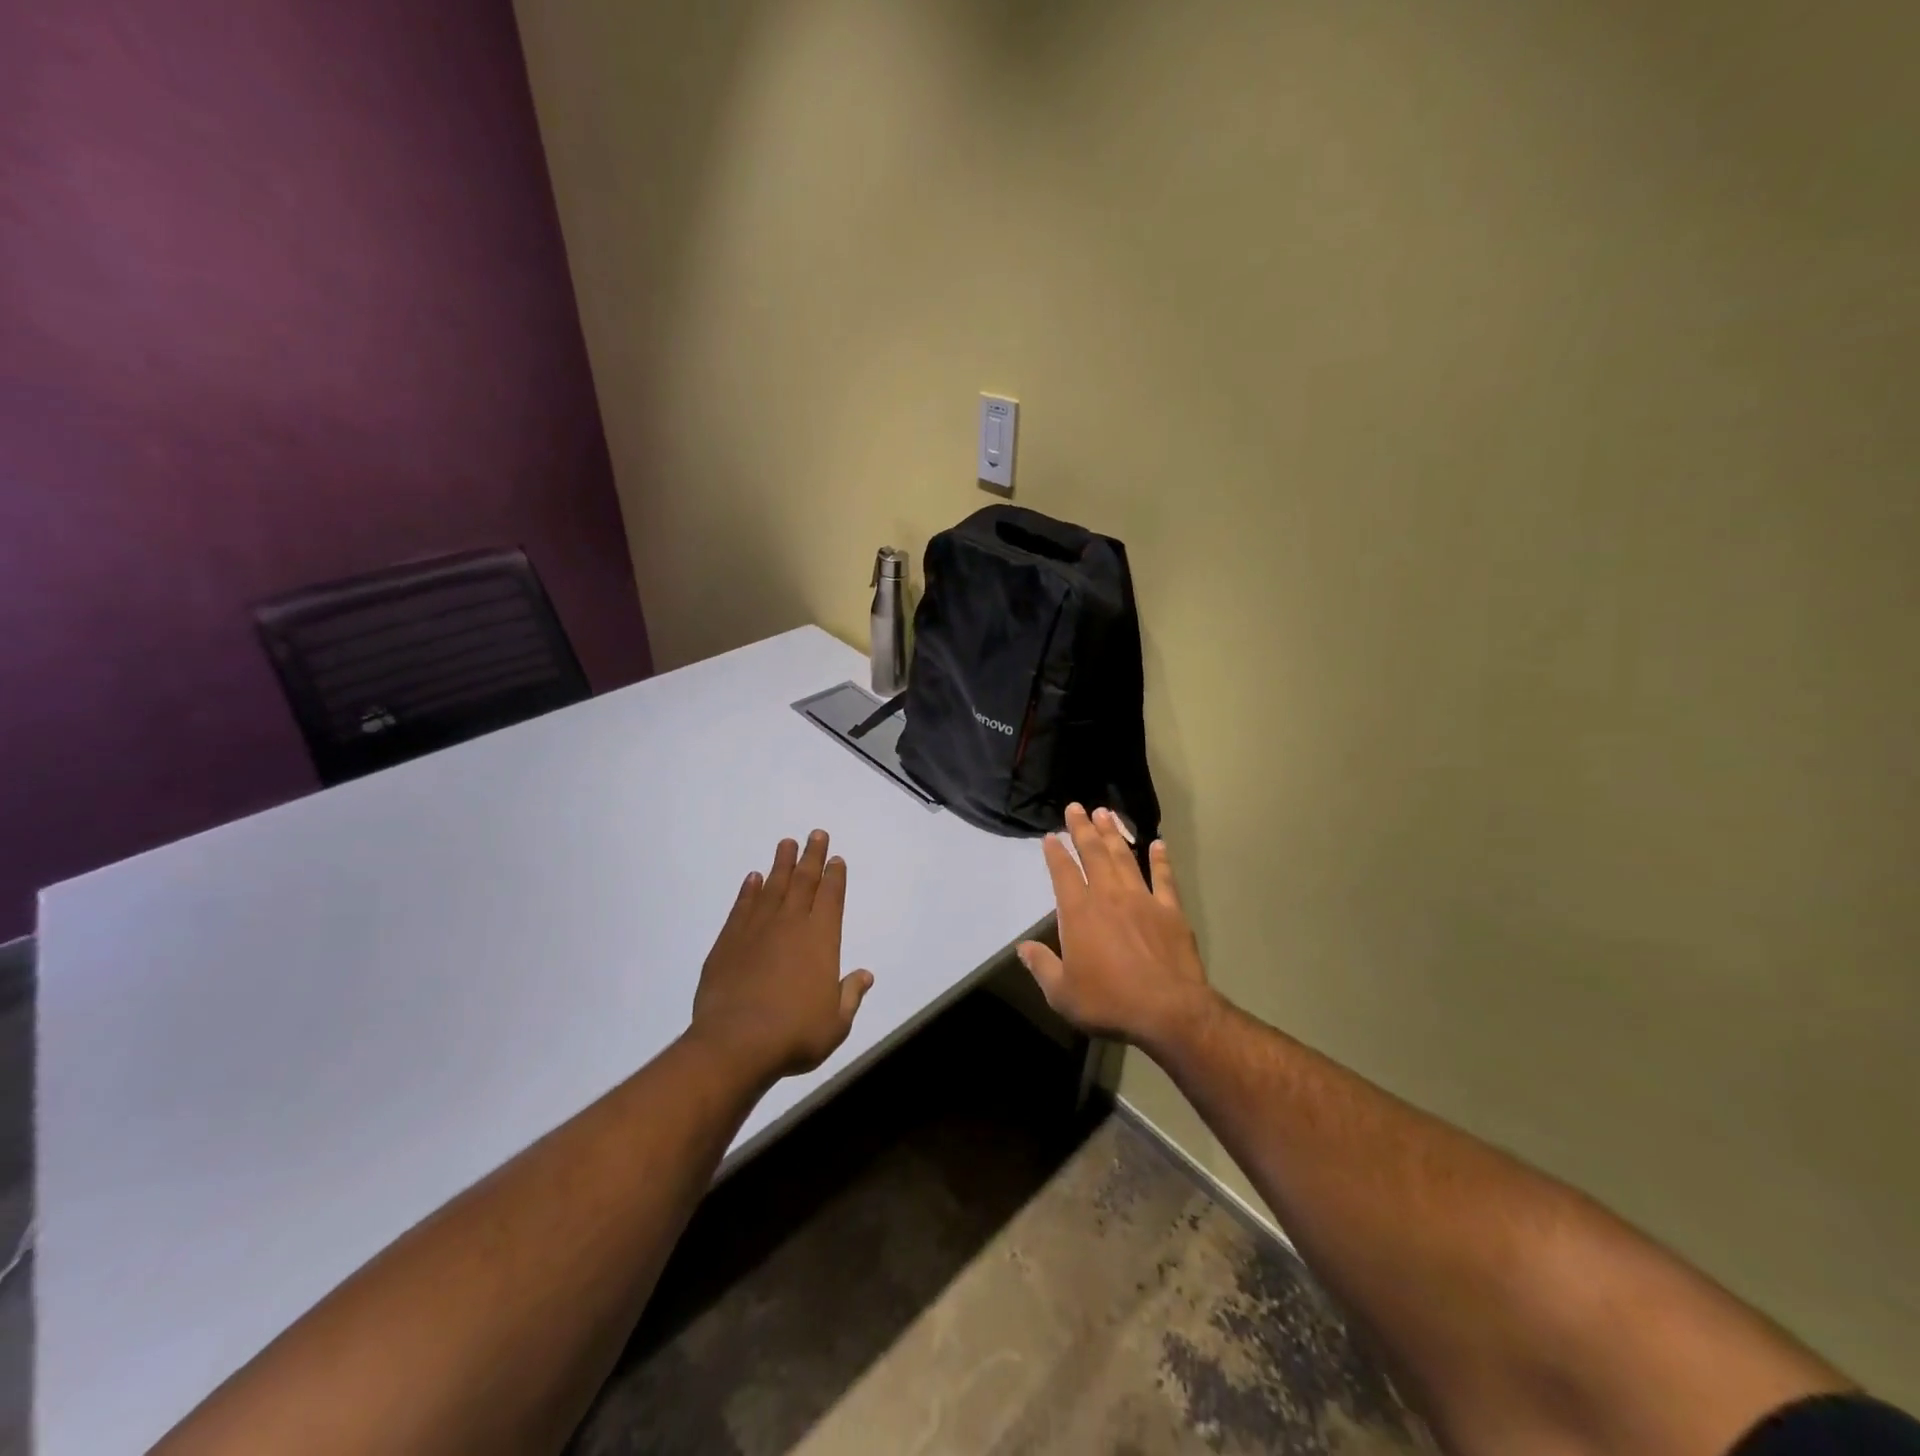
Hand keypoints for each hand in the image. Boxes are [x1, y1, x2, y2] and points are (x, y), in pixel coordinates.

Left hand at [689, 830, 874, 1080]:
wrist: (736, 1043)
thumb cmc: (795, 1034)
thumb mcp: (836, 1022)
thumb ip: (850, 995)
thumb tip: (865, 975)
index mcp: (821, 939)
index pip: (831, 897)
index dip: (835, 876)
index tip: (836, 857)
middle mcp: (790, 925)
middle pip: (803, 882)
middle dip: (811, 856)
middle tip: (815, 834)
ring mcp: (756, 930)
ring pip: (772, 887)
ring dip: (781, 864)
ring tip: (786, 843)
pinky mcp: (727, 942)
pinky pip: (741, 907)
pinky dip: (748, 891)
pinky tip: (752, 878)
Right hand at [1018, 804, 1213, 1047]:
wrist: (1168, 1010)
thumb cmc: (1109, 1002)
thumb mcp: (1063, 993)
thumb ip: (1042, 966)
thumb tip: (1022, 949)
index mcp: (1079, 913)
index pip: (1063, 874)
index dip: (1056, 853)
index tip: (1051, 836)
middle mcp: (1109, 897)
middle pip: (1093, 854)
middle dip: (1082, 829)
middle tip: (1076, 807)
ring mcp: (1142, 899)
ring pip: (1124, 857)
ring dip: (1113, 834)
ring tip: (1105, 813)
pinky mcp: (1170, 910)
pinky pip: (1163, 878)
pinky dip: (1160, 859)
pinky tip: (1158, 844)